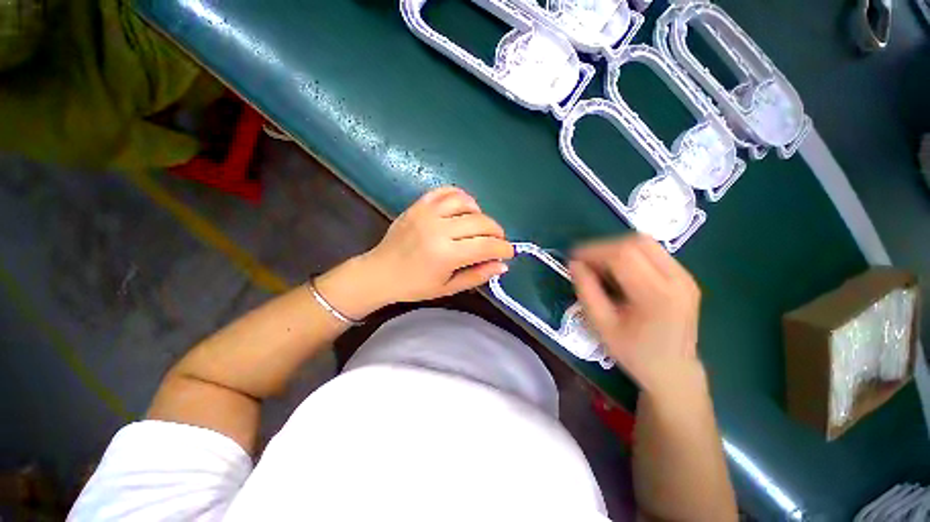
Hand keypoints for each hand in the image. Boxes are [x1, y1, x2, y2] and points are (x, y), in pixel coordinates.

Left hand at [316, 187, 512, 318]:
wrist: (380, 272)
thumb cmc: (414, 286)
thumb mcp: (448, 288)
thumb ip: (478, 276)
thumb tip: (503, 265)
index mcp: (446, 254)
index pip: (486, 245)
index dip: (503, 248)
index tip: (508, 253)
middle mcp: (438, 229)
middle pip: (481, 222)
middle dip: (497, 232)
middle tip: (496, 242)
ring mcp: (427, 213)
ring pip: (466, 202)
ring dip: (480, 214)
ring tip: (479, 227)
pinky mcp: (419, 205)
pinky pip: (446, 191)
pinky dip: (461, 197)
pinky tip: (464, 209)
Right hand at [569, 234, 701, 392]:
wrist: (673, 370)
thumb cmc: (634, 353)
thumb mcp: (601, 325)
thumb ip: (586, 291)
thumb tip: (574, 263)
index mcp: (657, 296)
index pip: (623, 255)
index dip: (594, 250)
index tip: (574, 258)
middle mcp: (678, 280)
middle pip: (636, 242)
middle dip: (604, 247)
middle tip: (585, 261)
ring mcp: (685, 276)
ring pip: (645, 242)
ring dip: (616, 248)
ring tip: (599, 265)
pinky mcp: (685, 277)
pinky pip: (652, 252)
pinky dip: (629, 254)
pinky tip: (618, 271)